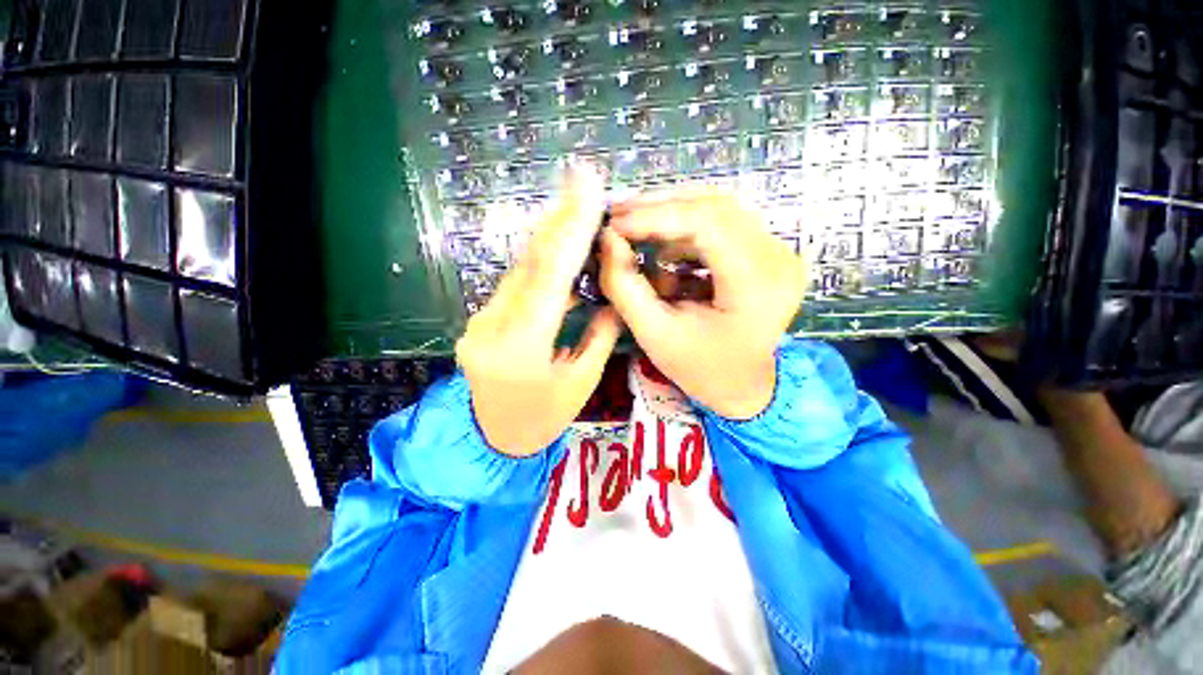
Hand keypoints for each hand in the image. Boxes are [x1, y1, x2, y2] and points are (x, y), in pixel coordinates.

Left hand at [456, 167, 621, 456]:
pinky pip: (515, 285)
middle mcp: (492, 325)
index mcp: (521, 347)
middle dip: (560, 221)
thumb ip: (600, 335)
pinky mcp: (481, 319)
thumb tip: (612, 298)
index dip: (571, 230)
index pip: (549, 277)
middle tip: (583, 182)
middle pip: (530, 264)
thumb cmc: (543, 419)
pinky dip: (540, 263)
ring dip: (550, 238)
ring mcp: (480, 320)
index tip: (588, 191)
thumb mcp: (581, 383)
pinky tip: (559, 248)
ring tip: (577, 207)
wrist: (491, 438)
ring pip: (521, 270)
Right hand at [600, 190, 806, 419]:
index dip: (655, 216)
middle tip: (618, 217)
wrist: (743, 386)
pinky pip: (723, 225)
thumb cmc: (700, 368)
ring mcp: (777, 252)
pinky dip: (687, 231)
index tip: (614, 223)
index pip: (707, 223)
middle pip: (715, 207)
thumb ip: (624, 285)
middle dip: (660, 209)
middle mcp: (778, 258)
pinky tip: (664, 251)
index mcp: (757, 284)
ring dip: (672, 217)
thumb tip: (606, 239)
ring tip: (634, 231)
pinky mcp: (767, 253)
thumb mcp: (654, 333)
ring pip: (718, 210)